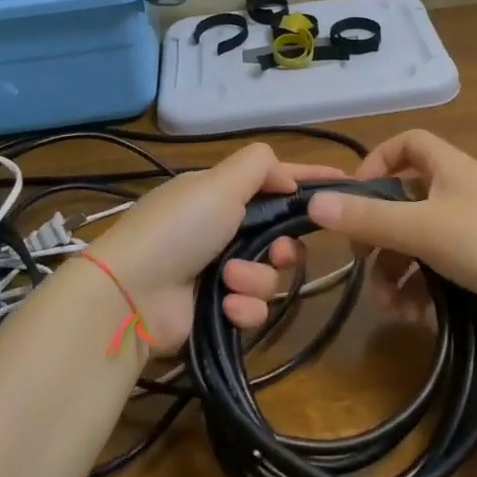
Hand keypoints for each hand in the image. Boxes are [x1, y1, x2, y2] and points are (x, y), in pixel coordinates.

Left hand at [86, 143, 342, 353]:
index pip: (272, 180)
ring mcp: (217, 271)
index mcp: (218, 195)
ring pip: (269, 274)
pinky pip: (252, 307)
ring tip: (230, 280)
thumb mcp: (218, 183)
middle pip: (278, 234)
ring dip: (256, 277)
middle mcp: (220, 230)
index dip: (307, 180)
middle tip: (279, 252)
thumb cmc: (178, 229)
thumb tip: (289, 176)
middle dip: (284, 245)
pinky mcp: (216, 310)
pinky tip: (227, 307)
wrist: (129, 295)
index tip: (346, 184)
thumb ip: (259, 166)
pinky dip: (243, 307)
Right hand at [304, 129, 476, 338]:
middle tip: (362, 261)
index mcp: (449, 169)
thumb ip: (367, 217)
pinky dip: (423, 289)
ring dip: (397, 272)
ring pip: (420, 243)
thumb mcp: (421, 228)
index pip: (408, 144)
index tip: (355, 194)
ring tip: (388, 304)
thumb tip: (313, 203)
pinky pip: (441, 270)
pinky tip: (415, 317)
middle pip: (406, 202)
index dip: (378, 162)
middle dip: (380, 235)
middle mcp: (461, 193)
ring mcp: (475, 231)